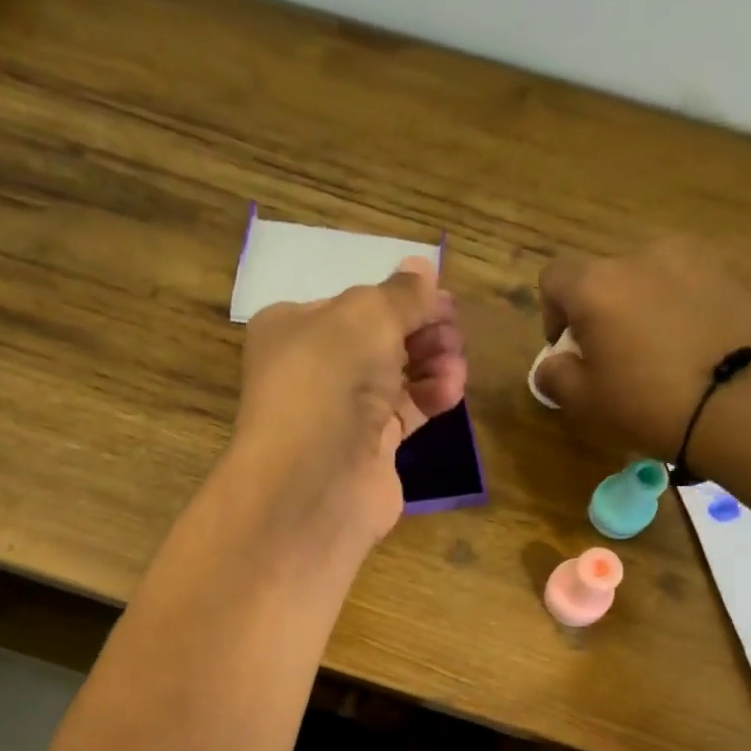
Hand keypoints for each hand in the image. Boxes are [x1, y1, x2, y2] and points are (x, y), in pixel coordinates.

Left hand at [233, 256, 466, 546]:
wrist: (314, 482)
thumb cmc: (329, 380)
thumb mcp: (367, 316)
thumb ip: (401, 294)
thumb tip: (422, 269)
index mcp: (293, 328)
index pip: (353, 304)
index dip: (399, 300)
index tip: (443, 301)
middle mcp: (313, 370)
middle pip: (378, 341)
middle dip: (420, 331)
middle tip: (454, 331)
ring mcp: (340, 414)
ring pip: (395, 378)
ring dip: (431, 363)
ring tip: (457, 361)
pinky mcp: (367, 451)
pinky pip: (404, 414)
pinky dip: (429, 398)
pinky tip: (453, 390)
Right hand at [533, 238, 750, 467]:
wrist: (739, 402)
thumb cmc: (645, 403)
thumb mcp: (582, 403)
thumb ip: (554, 375)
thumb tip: (553, 363)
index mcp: (596, 284)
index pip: (555, 277)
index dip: (552, 311)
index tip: (568, 348)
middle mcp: (641, 256)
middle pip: (605, 276)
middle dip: (601, 311)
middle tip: (613, 357)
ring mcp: (692, 259)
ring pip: (649, 279)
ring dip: (643, 306)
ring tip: (657, 352)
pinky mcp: (730, 275)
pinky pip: (688, 288)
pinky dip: (680, 310)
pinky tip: (691, 349)